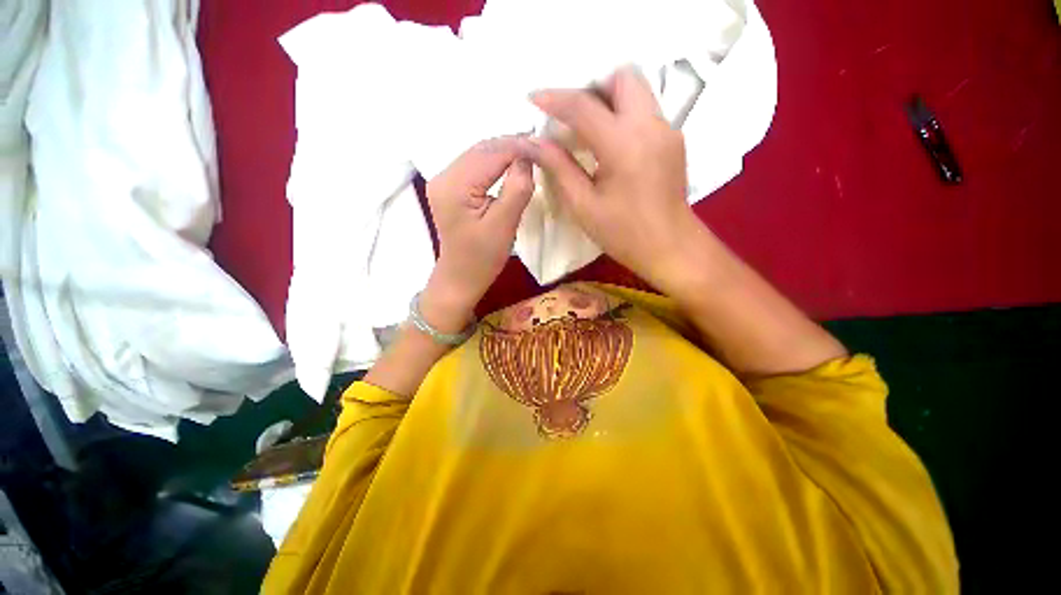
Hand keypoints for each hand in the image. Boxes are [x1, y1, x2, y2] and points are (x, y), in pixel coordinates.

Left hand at [421, 137, 535, 332]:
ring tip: (530, 154)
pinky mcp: (449, 187)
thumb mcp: (504, 226)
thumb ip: (516, 189)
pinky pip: (474, 165)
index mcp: (455, 186)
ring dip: (504, 152)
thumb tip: (527, 158)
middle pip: (482, 149)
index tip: (546, 147)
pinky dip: (495, 162)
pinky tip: (511, 165)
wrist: (460, 277)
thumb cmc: (483, 258)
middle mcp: (443, 176)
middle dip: (512, 145)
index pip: (491, 154)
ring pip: (478, 154)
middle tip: (541, 148)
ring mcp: (443, 180)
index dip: (520, 146)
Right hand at [528, 67, 706, 295]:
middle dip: (592, 88)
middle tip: (571, 116)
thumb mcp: (583, 205)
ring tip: (588, 130)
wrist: (670, 248)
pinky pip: (645, 111)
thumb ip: (559, 167)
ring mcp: (667, 130)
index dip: (554, 98)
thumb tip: (533, 143)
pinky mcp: (673, 140)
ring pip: (637, 91)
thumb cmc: (623, 234)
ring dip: (609, 100)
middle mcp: (651, 126)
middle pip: (622, 78)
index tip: (533, 98)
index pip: (584, 106)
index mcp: (624, 145)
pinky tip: (610, 146)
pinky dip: (623, 116)